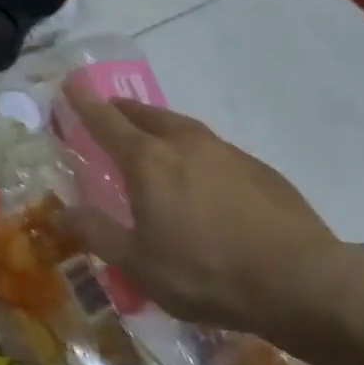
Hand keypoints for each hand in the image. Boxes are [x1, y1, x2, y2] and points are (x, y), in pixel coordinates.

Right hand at [63, 85, 347, 335]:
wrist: (303, 282)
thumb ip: (96, 232)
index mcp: (148, 161)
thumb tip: (60, 212)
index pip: (106, 121)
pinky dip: (193, 153)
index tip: (70, 82)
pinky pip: (212, 149)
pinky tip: (201, 179)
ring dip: (159, 127)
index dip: (84, 102)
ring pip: (181, 127)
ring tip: (151, 141)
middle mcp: (184, 144)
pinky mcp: (259, 170)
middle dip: (122, 110)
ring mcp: (226, 153)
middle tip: (109, 112)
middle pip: (145, 114)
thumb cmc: (205, 271)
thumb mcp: (137, 262)